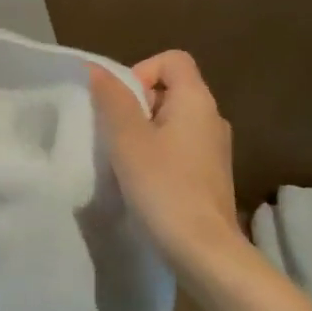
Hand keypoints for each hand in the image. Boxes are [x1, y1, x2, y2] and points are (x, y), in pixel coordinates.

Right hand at [90, 52, 245, 275]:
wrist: (203, 250)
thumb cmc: (163, 186)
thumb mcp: (127, 138)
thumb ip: (112, 99)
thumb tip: (97, 69)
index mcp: (197, 101)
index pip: (172, 60)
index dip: (140, 72)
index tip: (120, 104)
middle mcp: (212, 118)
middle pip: (170, 89)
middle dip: (136, 104)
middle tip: (114, 133)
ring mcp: (214, 149)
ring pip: (172, 121)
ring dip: (143, 132)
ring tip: (123, 158)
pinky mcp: (210, 175)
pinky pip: (178, 147)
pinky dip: (157, 153)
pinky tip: (140, 180)